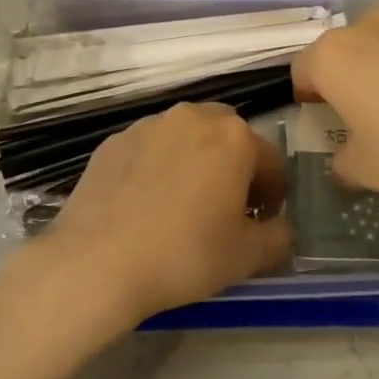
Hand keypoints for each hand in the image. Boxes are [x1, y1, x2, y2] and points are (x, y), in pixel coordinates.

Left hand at [27, 102, 293, 329]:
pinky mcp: (113, 141)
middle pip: (227, 137)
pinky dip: (156, 168)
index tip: (260, 223)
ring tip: (181, 206)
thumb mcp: (247, 257)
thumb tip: (281, 229)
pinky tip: (144, 206)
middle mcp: (192, 117)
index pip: (271, 162)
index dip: (273, 196)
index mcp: (233, 137)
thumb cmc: (184, 254)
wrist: (97, 261)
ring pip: (185, 138)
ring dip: (194, 162)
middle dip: (233, 166)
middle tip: (224, 208)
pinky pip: (149, 149)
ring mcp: (148, 125)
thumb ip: (279, 238)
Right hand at [291, 10, 378, 224]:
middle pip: (338, 55)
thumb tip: (343, 163)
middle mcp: (365, 30)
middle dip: (341, 84)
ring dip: (376, 78)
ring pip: (375, 53)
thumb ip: (344, 163)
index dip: (306, 100)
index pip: (301, 71)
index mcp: (332, 55)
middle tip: (355, 123)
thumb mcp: (366, 169)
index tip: (321, 124)